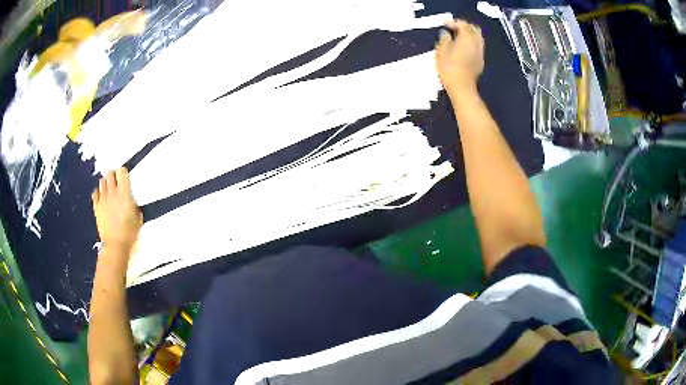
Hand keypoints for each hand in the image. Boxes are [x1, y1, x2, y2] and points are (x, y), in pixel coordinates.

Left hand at [92, 167, 142, 253]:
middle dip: (113, 174)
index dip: (123, 171)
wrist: (116, 244)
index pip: (122, 172)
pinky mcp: (96, 207)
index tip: (125, 174)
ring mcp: (103, 199)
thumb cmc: (129, 233)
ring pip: (102, 181)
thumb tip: (131, 201)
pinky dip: (98, 192)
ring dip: (106, 182)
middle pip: (110, 173)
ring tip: (109, 187)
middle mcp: (112, 192)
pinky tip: (101, 196)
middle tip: (116, 179)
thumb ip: (134, 205)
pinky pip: (95, 193)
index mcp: (124, 193)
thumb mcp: (138, 218)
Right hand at [435, 19, 484, 94]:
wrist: (462, 87)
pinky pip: (478, 46)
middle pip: (474, 29)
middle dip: (464, 26)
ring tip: (458, 37)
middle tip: (453, 28)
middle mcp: (476, 43)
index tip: (445, 24)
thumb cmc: (449, 68)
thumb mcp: (442, 51)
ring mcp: (480, 53)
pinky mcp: (480, 61)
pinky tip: (463, 47)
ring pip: (478, 38)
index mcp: (467, 38)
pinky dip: (471, 43)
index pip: (463, 25)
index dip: (453, 23)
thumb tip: (446, 33)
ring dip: (469, 34)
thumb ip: (444, 39)